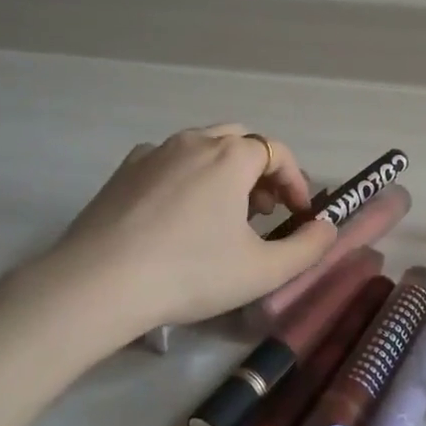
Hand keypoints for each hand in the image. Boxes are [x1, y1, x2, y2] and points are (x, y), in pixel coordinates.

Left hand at [44, 126, 337, 332]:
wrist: (98, 284)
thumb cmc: (190, 273)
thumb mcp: (263, 270)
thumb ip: (307, 247)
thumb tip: (327, 228)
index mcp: (231, 157)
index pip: (276, 152)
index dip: (295, 180)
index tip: (298, 215)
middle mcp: (193, 142)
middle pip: (240, 141)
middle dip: (260, 171)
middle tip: (263, 211)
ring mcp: (154, 153)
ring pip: (202, 147)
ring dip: (224, 172)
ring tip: (223, 214)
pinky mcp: (123, 171)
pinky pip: (168, 160)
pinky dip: (186, 176)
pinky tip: (178, 214)